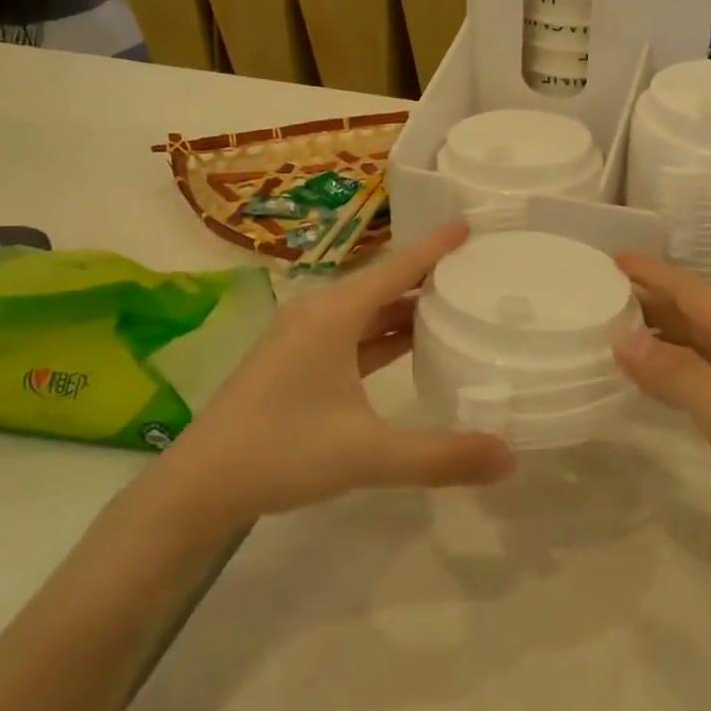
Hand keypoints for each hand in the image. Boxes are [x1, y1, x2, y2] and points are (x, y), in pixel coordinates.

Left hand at [163, 222, 515, 527]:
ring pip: (366, 310)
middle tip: (477, 270)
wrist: (200, 484)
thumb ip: (441, 457)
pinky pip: (352, 333)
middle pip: (383, 283)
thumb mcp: (367, 455)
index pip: (397, 268)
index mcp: (334, 314)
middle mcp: (319, 313)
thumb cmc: (282, 451)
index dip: (435, 247)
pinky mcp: (296, 360)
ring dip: (405, 306)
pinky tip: (409, 345)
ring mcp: (304, 336)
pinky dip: (383, 333)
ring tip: (454, 304)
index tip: (470, 226)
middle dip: (427, 275)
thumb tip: (511, 459)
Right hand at [613, 255, 710, 610]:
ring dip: (665, 335)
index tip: (609, 260)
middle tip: (596, 300)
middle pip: (701, 315)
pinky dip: (684, 370)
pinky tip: (666, 386)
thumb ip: (683, 378)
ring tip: (617, 337)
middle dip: (651, 301)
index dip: (652, 274)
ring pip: (710, 346)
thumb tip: (623, 336)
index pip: (696, 294)